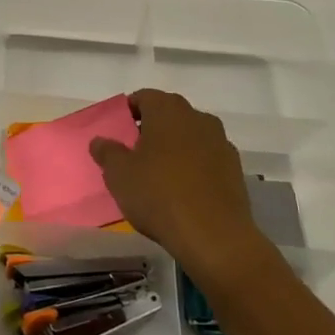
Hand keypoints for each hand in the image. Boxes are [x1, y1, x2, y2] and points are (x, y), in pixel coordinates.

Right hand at [90, 89, 259, 279]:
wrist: (214, 236)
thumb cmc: (159, 195)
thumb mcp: (119, 174)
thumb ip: (107, 152)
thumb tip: (100, 140)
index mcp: (168, 110)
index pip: (143, 97)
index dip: (128, 112)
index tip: (118, 131)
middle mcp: (198, 117)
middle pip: (169, 115)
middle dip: (151, 129)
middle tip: (134, 153)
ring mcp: (221, 142)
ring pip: (190, 136)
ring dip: (175, 148)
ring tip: (159, 174)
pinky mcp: (235, 169)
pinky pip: (207, 158)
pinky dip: (194, 167)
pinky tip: (183, 191)